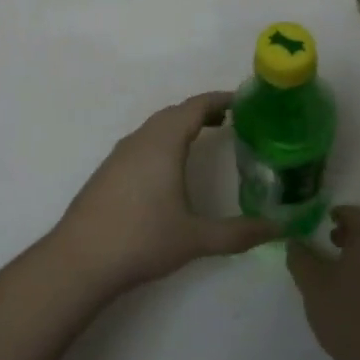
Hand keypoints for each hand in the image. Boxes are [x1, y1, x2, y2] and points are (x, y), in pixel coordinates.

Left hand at [48, 92, 279, 297]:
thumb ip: (239, 233)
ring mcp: (120, 154)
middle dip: (202, 111)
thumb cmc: (142, 240)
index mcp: (163, 143)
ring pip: (155, 127)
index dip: (219, 99)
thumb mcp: (196, 238)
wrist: (80, 259)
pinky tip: (169, 167)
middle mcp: (140, 140)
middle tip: (231, 120)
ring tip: (205, 138)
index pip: (195, 107)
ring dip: (180, 126)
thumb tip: (279, 229)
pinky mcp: (108, 171)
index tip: (244, 101)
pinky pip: (142, 142)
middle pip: (174, 113)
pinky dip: (163, 140)